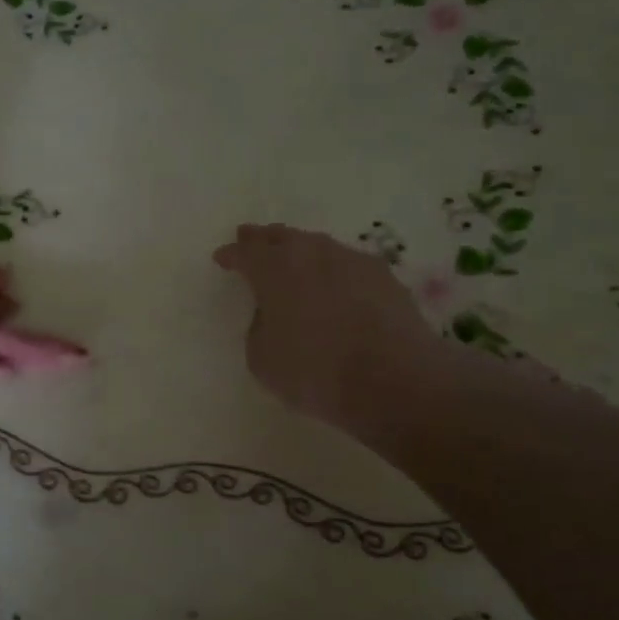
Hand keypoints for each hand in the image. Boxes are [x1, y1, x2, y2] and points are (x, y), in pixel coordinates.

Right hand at [214, 223, 445, 435]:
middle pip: (283, 237)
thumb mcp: (262, 358)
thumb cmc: (315, 372)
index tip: (222, 258)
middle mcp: (313, 254)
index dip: (232, 255)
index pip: (246, 252)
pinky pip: (348, 264)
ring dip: (301, 251)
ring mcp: (354, 261)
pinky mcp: (386, 278)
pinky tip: (334, 282)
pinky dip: (334, 269)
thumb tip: (273, 314)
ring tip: (294, 260)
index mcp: (275, 269)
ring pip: (318, 246)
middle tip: (251, 238)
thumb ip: (260, 327)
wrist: (396, 382)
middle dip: (264, 239)